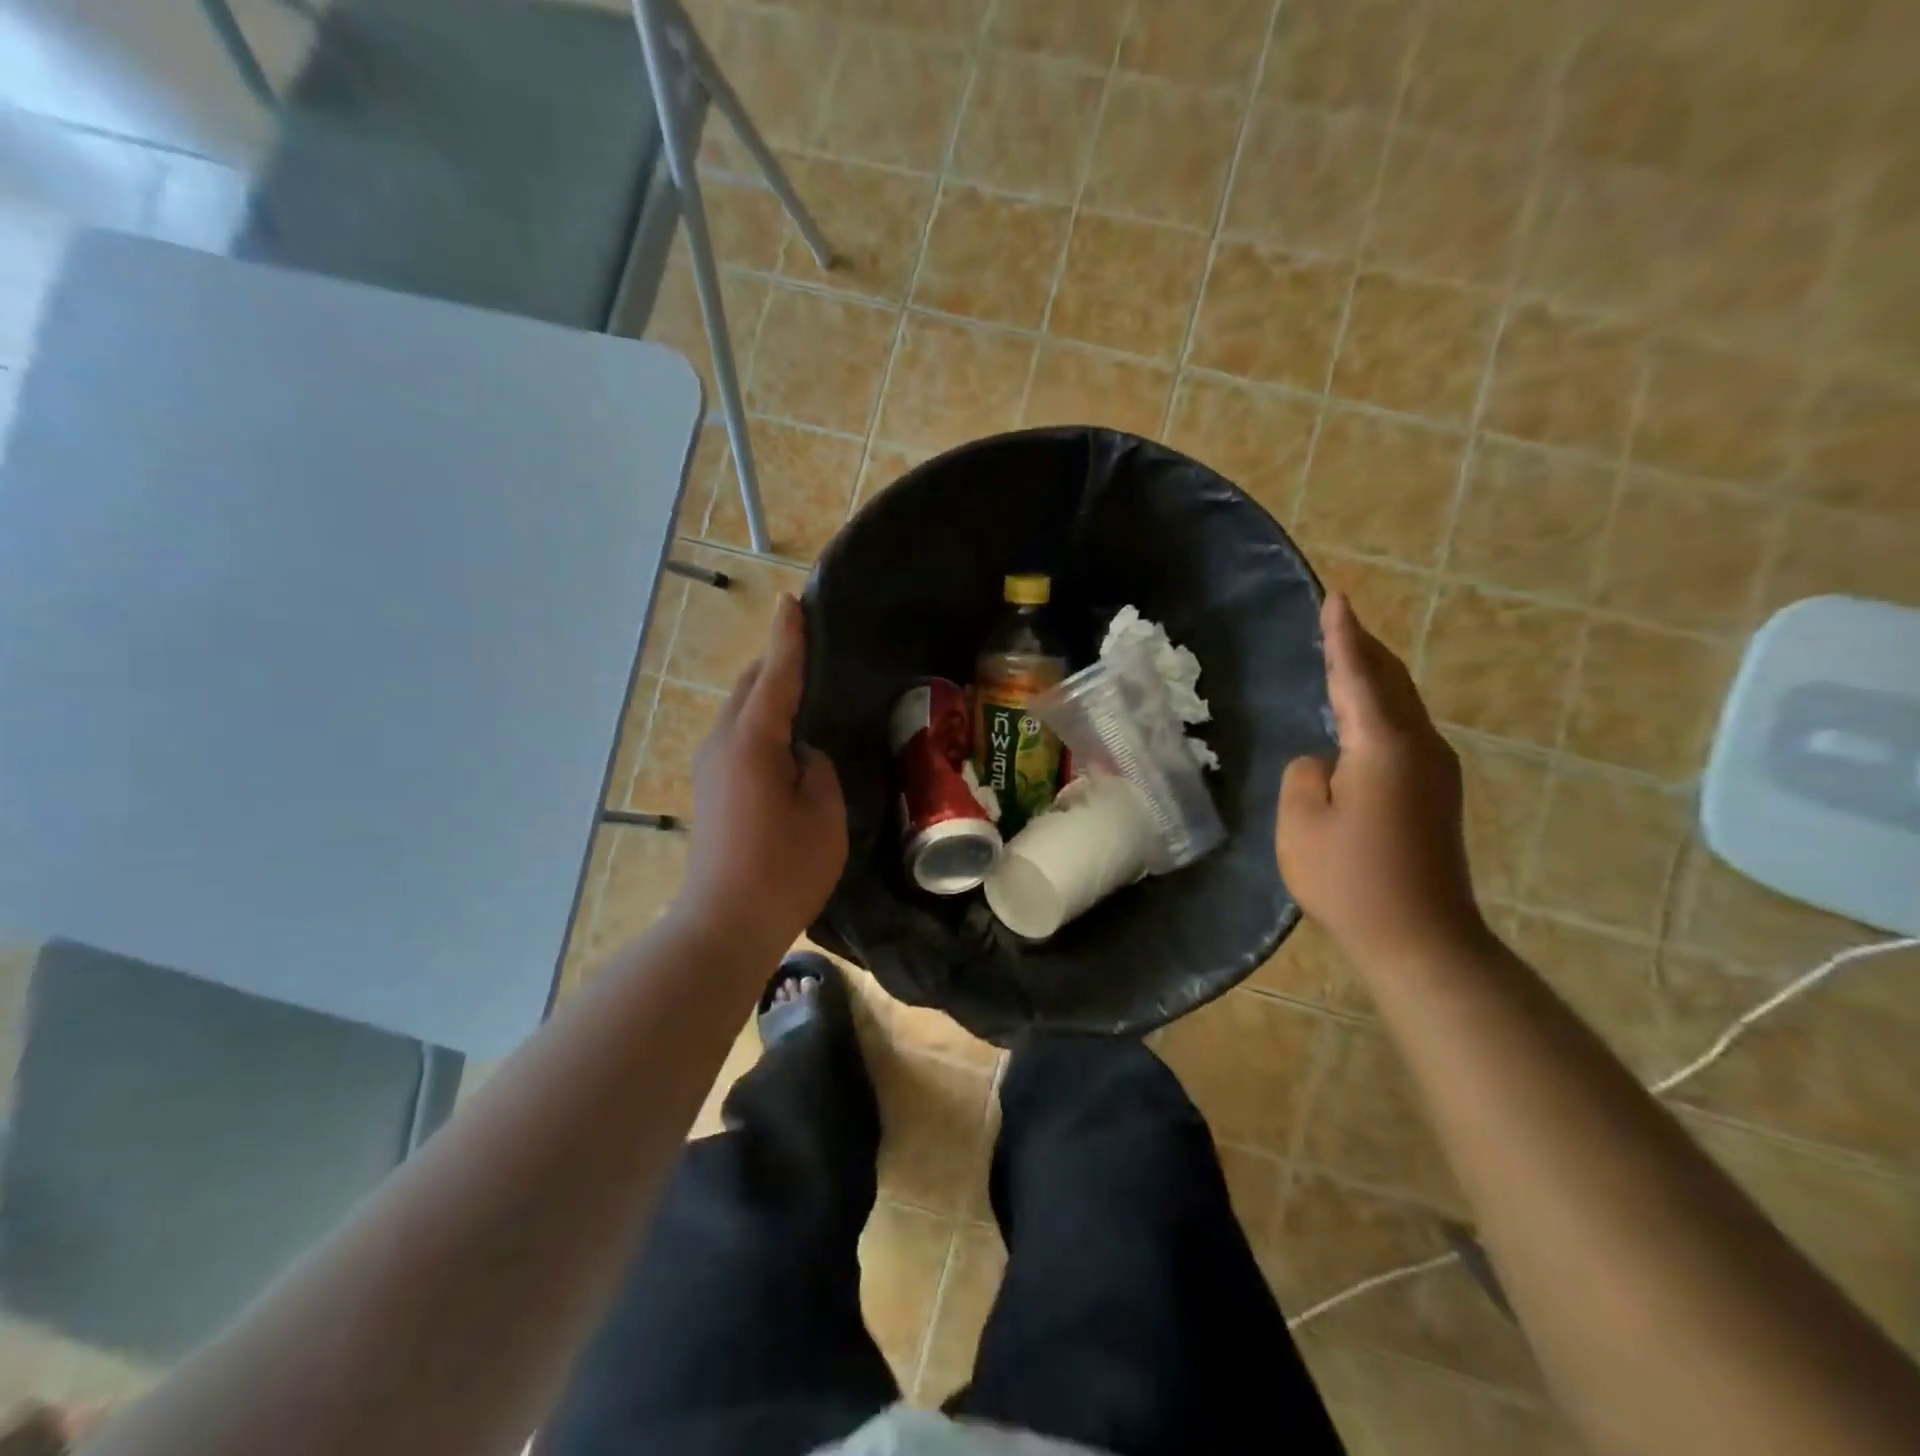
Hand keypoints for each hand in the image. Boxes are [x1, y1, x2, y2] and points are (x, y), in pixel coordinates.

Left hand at [676, 594, 846, 951]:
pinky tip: (787, 736)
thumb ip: (816, 766)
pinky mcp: (712, 788)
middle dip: (777, 662)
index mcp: (752, 740)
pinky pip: (738, 736)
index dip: (788, 637)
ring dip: (769, 694)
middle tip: (813, 650)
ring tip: (806, 689)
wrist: (725, 923)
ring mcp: (711, 766)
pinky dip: (762, 721)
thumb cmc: (784, 867)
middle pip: (751, 686)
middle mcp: (722, 743)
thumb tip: (802, 751)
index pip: (776, 674)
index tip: (792, 601)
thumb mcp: (824, 811)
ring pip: (741, 711)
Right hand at [1276, 592, 1486, 967]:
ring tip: (1347, 658)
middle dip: (1364, 648)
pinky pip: (1404, 731)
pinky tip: (1363, 718)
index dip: (1342, 636)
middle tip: (1340, 619)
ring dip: (1374, 678)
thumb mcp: (1301, 822)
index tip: (1335, 598)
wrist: (1421, 937)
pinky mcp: (1436, 794)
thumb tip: (1324, 762)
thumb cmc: (1350, 878)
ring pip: (1402, 706)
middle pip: (1391, 681)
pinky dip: (1381, 709)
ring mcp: (1435, 771)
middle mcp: (1419, 747)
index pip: (1357, 675)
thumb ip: (1305, 775)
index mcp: (1383, 746)